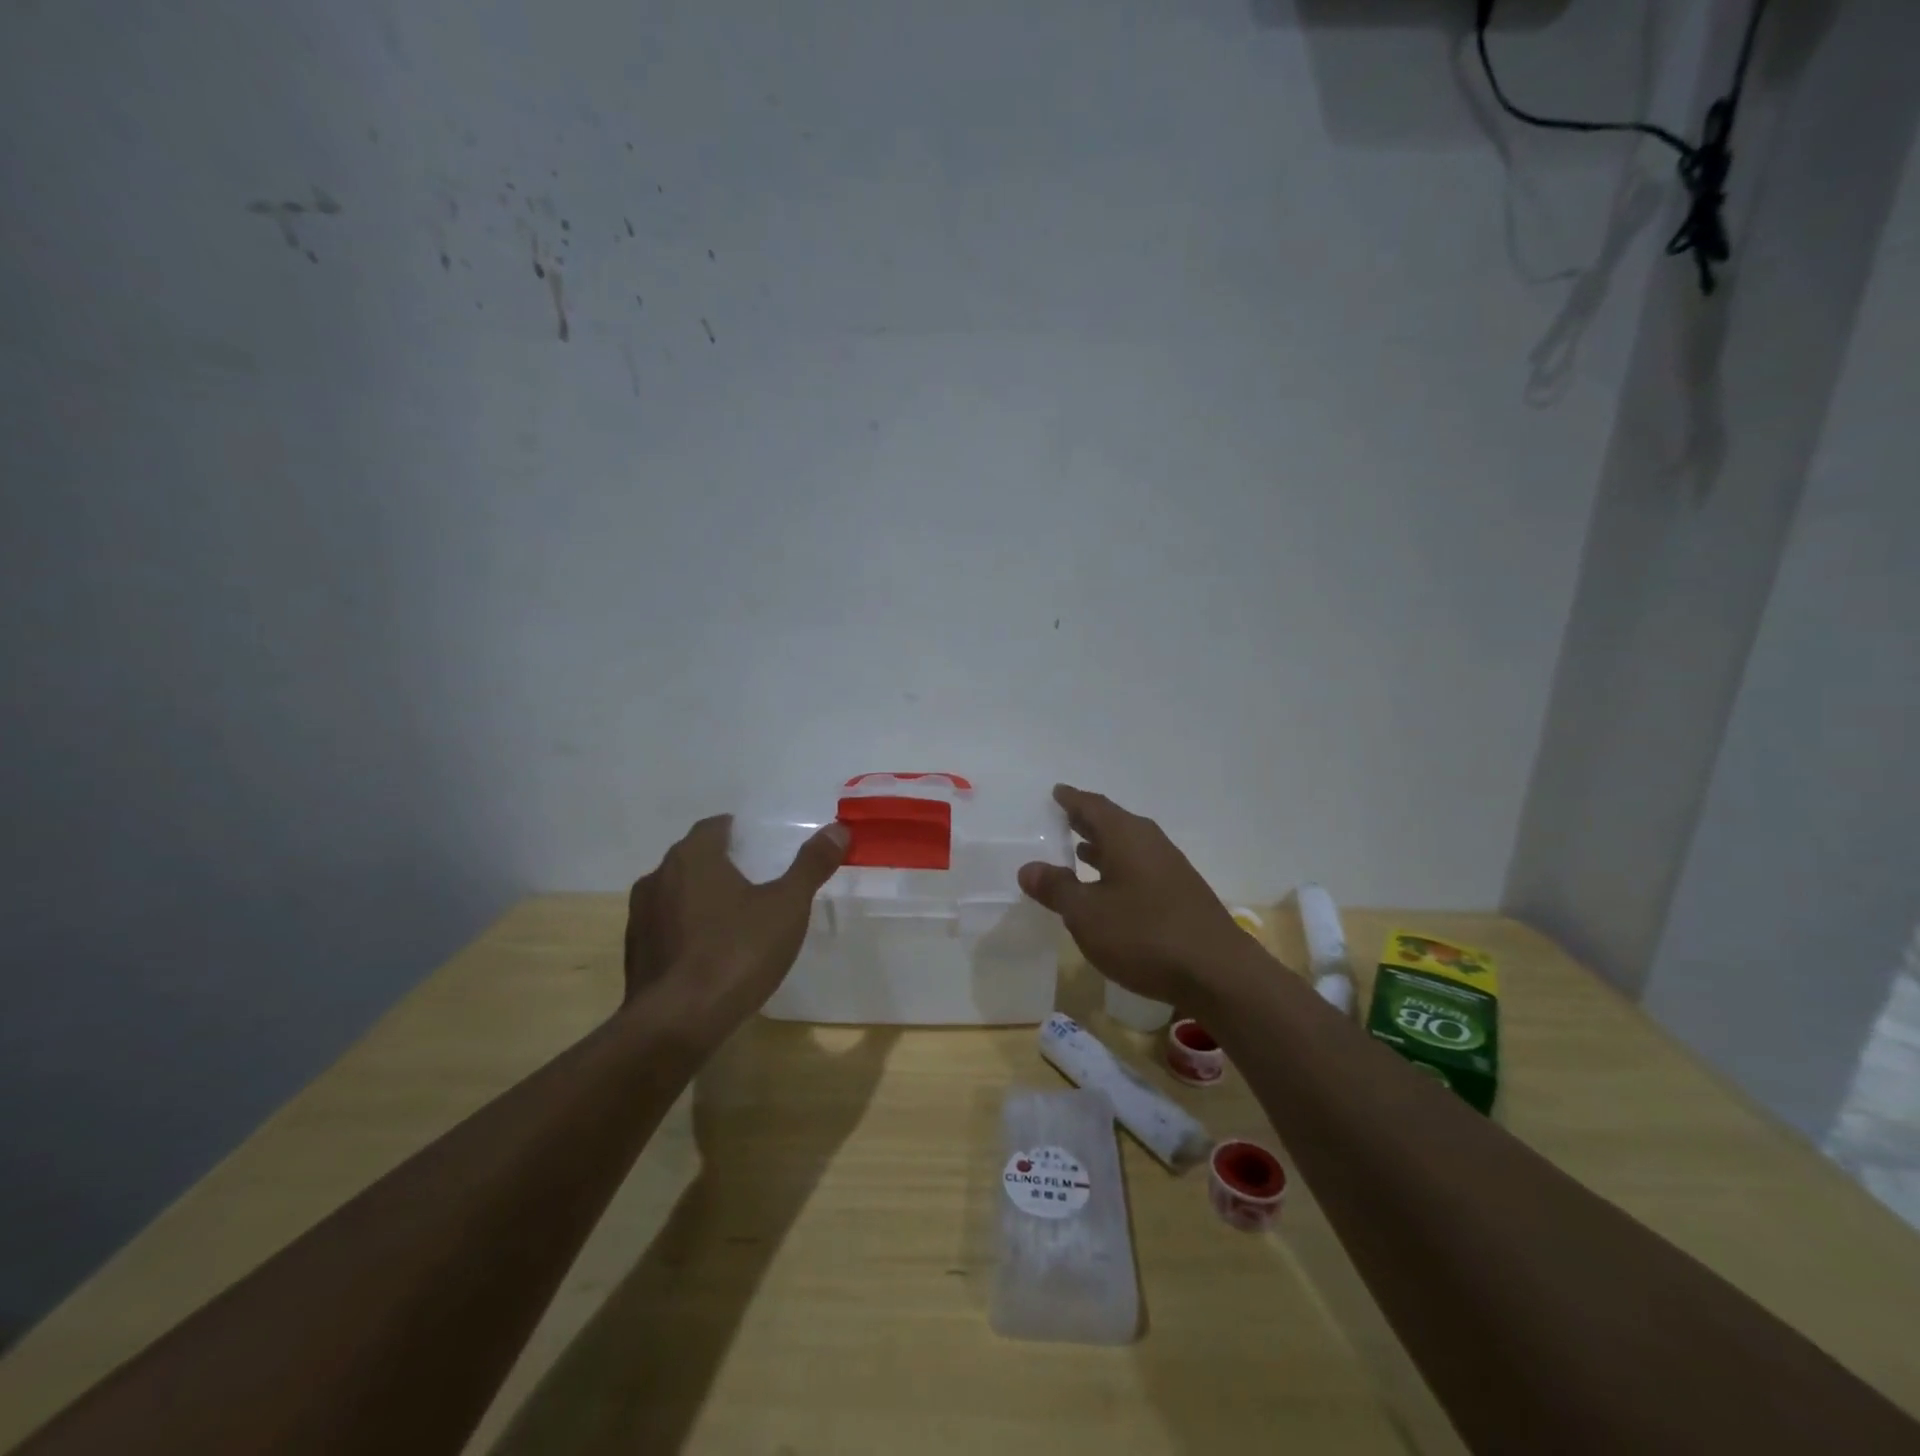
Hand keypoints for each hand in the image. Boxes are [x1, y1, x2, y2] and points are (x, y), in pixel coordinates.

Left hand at [625, 814, 848, 1031]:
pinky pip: (666, 929)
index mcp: (692, 857)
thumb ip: (811, 865)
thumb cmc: (736, 952)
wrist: (677, 1024)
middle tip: (757, 879)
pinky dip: (687, 931)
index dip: (739, 832)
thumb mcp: (787, 906)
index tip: (762, 846)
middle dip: (722, 864)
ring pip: (676, 894)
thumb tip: (837, 828)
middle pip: (693, 858)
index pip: (714, 827)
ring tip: (736, 917)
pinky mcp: (635, 955)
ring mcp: (640, 917)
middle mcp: (658, 878)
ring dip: (701, 899)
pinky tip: (711, 953)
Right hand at [1018, 785, 1244, 1006]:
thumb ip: (1056, 888)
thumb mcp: (1087, 914)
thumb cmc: (1144, 935)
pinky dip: (1118, 869)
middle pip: (1113, 823)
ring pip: (1128, 847)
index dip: (1072, 799)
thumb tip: (1029, 868)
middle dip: (1087, 822)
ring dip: (1103, 848)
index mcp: (1126, 836)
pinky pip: (1140, 868)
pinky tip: (1109, 889)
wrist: (1218, 973)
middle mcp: (1150, 843)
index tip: (1056, 792)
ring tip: (1078, 852)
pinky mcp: (1181, 894)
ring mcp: (1170, 868)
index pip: (1093, 806)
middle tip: (1062, 819)